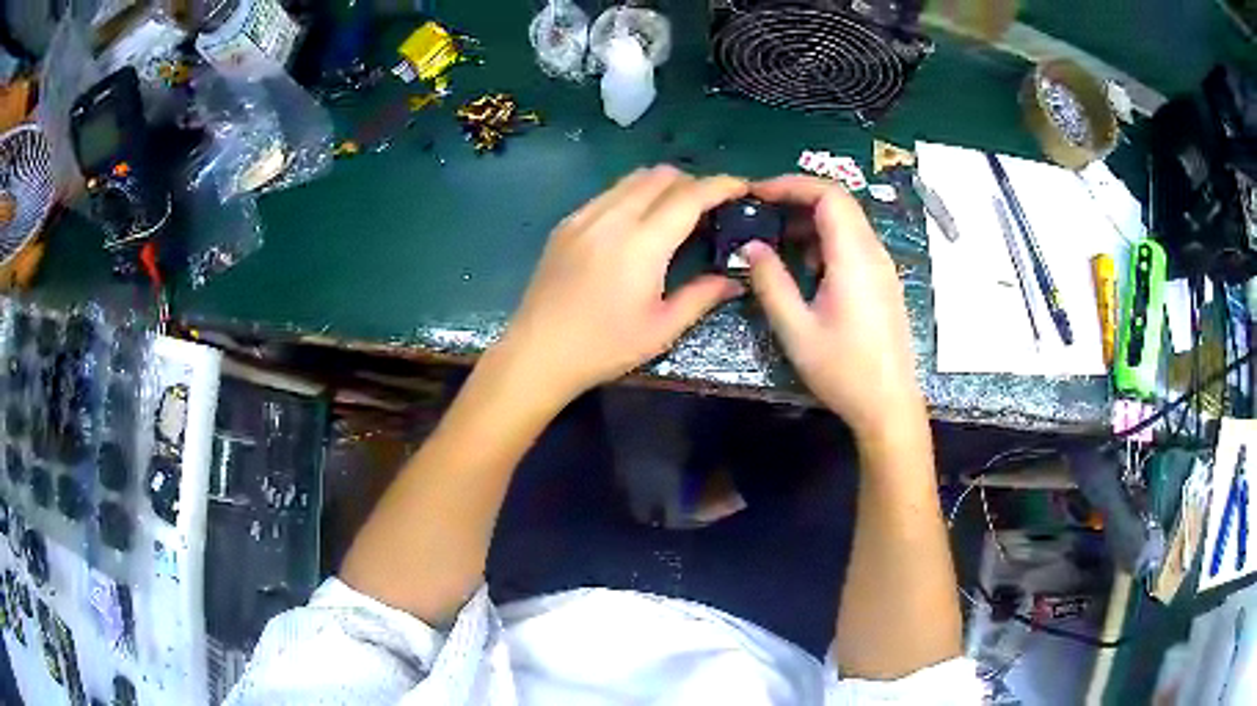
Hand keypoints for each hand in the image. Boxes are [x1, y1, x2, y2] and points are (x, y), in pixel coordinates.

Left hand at [498, 165, 747, 401]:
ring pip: (632, 178)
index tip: (742, 187)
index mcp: (642, 244)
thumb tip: (735, 280)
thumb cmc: (603, 348)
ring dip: (662, 185)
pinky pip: (608, 193)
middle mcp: (613, 218)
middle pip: (661, 176)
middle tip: (710, 207)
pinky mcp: (567, 224)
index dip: (721, 185)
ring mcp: (585, 217)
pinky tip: (635, 224)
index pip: (690, 196)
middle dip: (692, 182)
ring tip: (675, 211)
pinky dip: (632, 195)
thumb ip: (702, 296)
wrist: (537, 353)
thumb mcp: (661, 329)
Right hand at [742, 175, 922, 437]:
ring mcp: (882, 267)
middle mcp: (873, 253)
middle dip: (798, 197)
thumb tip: (751, 246)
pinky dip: (826, 239)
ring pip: (848, 222)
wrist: (889, 405)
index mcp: (854, 258)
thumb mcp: (796, 329)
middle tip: (761, 209)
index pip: (828, 195)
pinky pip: (854, 243)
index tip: (756, 193)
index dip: (791, 184)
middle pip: (840, 202)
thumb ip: (771, 282)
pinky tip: (807, 266)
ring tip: (777, 237)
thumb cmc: (843, 370)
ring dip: (811, 219)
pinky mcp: (883, 282)